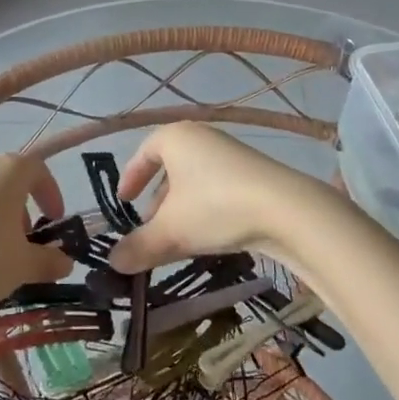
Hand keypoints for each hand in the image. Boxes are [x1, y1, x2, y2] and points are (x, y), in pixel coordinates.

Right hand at [106, 123, 330, 273]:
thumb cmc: (215, 207)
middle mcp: (201, 137)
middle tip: (149, 227)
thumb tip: (113, 262)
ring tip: (176, 237)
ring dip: (181, 207)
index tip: (123, 201)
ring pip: (194, 179)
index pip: (144, 151)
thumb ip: (139, 246)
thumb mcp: (171, 231)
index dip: (131, 176)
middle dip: (157, 199)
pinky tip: (208, 235)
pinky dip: (204, 208)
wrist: (285, 209)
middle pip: (170, 167)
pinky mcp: (252, 172)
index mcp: (176, 137)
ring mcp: (230, 153)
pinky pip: (216, 186)